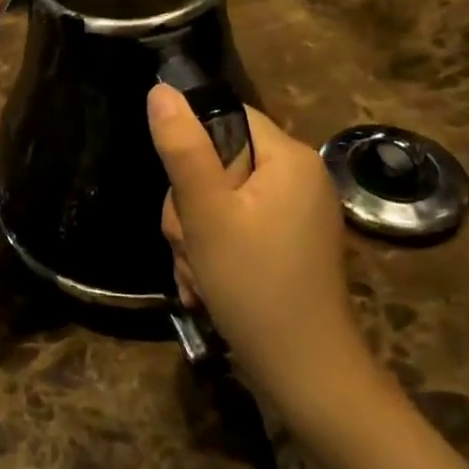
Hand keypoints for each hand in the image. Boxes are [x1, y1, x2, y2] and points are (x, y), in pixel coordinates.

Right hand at [148, 87, 378, 417]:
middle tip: (191, 244)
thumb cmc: (255, 287)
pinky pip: (237, 228)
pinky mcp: (288, 245)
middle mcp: (299, 178)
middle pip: (220, 162)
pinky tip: (206, 287)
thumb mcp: (207, 214)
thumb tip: (161, 90)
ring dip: (196, 236)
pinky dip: (215, 253)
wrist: (307, 378)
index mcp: (290, 157)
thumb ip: (182, 149)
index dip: (194, 148)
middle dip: (191, 207)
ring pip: (220, 200)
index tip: (184, 192)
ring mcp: (295, 214)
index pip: (228, 117)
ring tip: (198, 275)